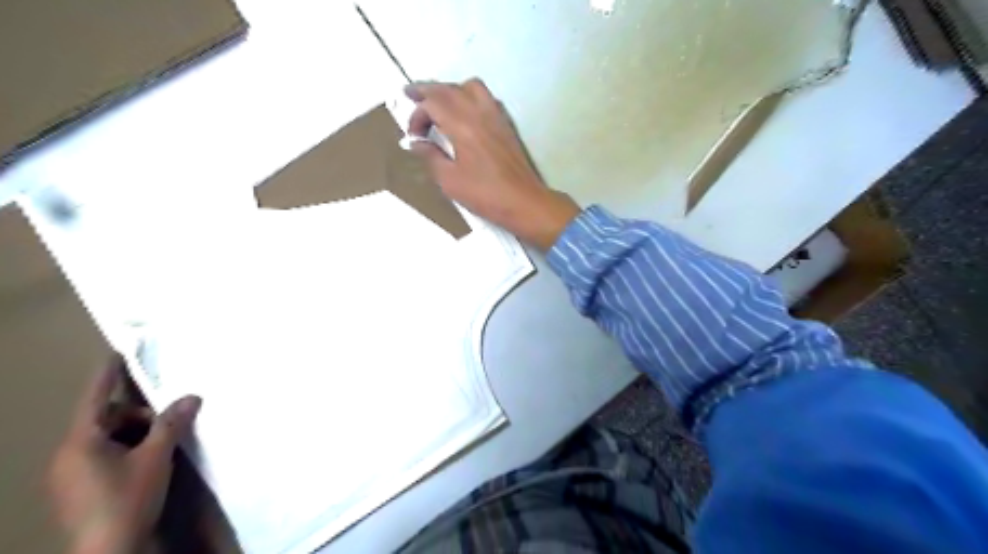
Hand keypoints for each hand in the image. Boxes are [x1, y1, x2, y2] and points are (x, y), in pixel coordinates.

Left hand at [45, 360, 200, 552]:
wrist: (109, 550)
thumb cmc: (128, 498)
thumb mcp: (156, 457)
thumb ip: (172, 423)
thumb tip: (192, 396)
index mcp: (80, 441)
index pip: (96, 397)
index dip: (108, 374)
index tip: (118, 351)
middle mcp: (69, 453)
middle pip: (108, 418)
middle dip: (140, 416)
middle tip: (167, 425)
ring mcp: (72, 472)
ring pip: (109, 437)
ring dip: (137, 434)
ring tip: (162, 446)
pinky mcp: (81, 486)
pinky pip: (106, 453)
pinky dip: (129, 449)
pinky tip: (150, 460)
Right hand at [405, 79, 580, 251]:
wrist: (523, 201)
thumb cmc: (484, 194)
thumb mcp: (449, 180)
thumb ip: (430, 156)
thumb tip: (414, 142)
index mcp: (462, 125)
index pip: (432, 103)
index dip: (417, 115)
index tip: (413, 136)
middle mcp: (478, 113)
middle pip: (449, 89)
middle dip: (427, 90)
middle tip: (410, 94)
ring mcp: (495, 116)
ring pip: (470, 86)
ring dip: (451, 89)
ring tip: (439, 103)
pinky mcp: (505, 124)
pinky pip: (485, 97)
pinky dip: (469, 96)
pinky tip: (465, 113)